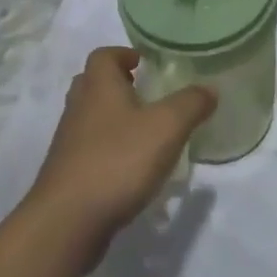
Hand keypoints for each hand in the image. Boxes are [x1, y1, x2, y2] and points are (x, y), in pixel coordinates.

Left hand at [23, 48, 216, 267]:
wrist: (67, 222)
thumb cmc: (118, 161)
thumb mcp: (166, 127)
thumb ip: (191, 104)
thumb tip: (209, 89)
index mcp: (98, 86)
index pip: (104, 55)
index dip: (123, 54)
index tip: (145, 64)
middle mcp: (78, 107)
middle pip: (93, 84)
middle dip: (118, 85)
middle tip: (146, 96)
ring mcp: (68, 143)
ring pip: (90, 118)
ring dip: (113, 120)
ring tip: (144, 134)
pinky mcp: (67, 174)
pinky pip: (89, 150)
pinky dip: (108, 151)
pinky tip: (131, 171)